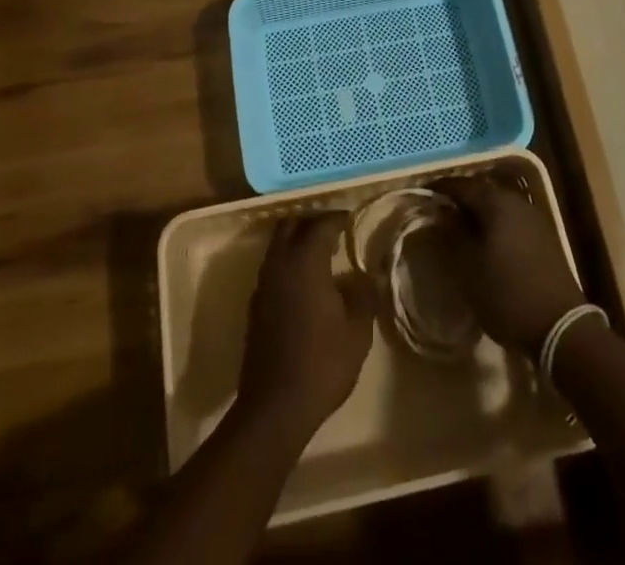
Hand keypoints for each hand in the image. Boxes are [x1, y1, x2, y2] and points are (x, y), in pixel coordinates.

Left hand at [236, 213, 376, 438]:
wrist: (275, 406)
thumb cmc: (322, 363)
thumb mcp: (357, 331)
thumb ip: (364, 295)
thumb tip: (369, 275)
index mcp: (304, 261)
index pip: (320, 224)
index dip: (337, 218)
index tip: (351, 220)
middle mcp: (279, 264)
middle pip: (291, 224)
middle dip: (312, 221)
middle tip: (334, 231)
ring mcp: (263, 284)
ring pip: (278, 244)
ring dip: (297, 240)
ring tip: (322, 255)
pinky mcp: (255, 305)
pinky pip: (272, 266)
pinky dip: (288, 262)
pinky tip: (306, 283)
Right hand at [436, 175, 586, 352]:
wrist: (561, 327)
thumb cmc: (508, 295)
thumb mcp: (469, 268)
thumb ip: (453, 235)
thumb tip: (442, 212)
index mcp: (496, 203)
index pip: (462, 186)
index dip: (440, 188)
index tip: (422, 192)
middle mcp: (516, 202)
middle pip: (482, 191)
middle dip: (460, 196)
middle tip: (439, 207)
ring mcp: (533, 218)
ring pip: (498, 204)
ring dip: (478, 210)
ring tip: (459, 223)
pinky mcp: (543, 236)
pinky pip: (511, 218)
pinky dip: (494, 221)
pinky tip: (486, 237)